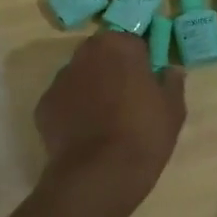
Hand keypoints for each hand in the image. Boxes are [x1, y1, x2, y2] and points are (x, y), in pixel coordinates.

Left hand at [36, 30, 185, 205]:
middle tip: (128, 97)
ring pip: (80, 76)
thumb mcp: (173, 109)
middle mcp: (85, 54)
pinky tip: (86, 134)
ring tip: (105, 119)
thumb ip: (172, 83)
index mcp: (119, 46)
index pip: (132, 42)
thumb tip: (171, 70)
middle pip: (102, 54)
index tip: (147, 80)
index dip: (141, 60)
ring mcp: (60, 80)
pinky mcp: (43, 106)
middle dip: (112, 69)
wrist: (100, 175)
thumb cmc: (144, 134)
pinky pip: (64, 101)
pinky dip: (73, 111)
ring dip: (91, 88)